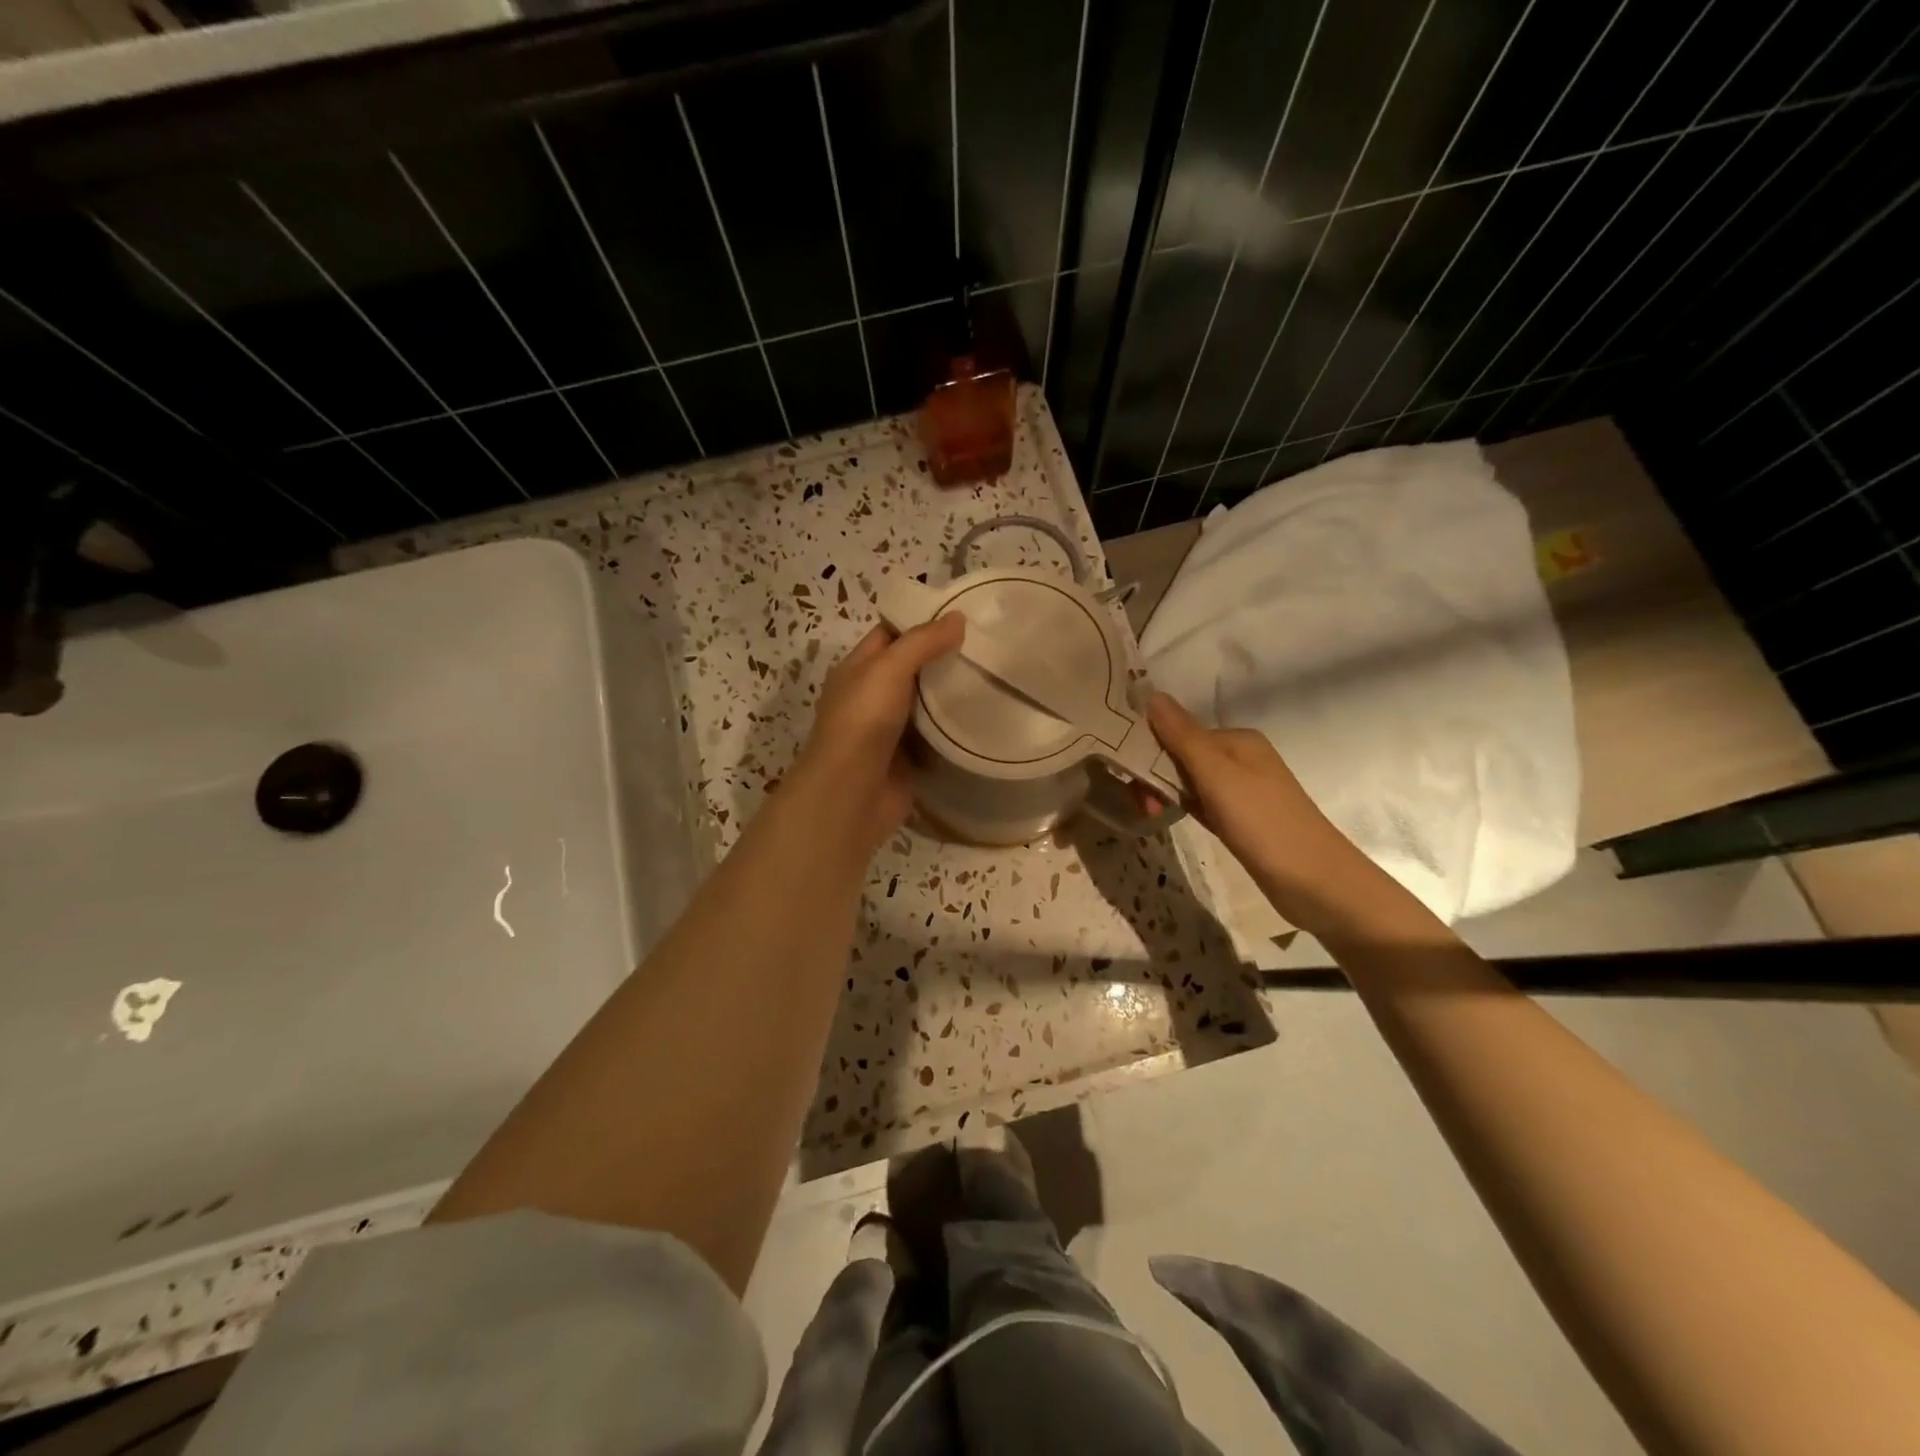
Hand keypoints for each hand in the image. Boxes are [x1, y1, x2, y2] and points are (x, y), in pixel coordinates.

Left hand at [794, 616, 965, 852]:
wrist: (851, 794)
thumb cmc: (863, 722)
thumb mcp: (889, 669)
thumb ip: (922, 642)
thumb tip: (958, 617)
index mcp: (857, 669)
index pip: (890, 634)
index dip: (921, 622)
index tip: (963, 615)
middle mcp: (871, 696)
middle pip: (911, 669)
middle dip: (944, 657)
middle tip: (988, 644)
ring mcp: (890, 730)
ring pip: (926, 703)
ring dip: (954, 693)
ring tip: (995, 674)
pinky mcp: (908, 759)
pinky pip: (936, 737)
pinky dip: (956, 728)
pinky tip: (986, 715)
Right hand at [1146, 691, 1386, 935]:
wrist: (1314, 881)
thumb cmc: (1262, 821)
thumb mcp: (1217, 775)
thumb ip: (1182, 736)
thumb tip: (1151, 694)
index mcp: (1237, 740)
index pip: (1179, 731)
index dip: (1149, 749)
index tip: (1128, 776)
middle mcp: (1240, 758)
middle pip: (1182, 756)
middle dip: (1155, 775)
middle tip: (1143, 807)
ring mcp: (1242, 790)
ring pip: (1189, 782)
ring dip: (1165, 794)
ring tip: (1152, 817)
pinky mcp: (1241, 819)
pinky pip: (1201, 803)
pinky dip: (1183, 808)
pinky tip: (1170, 819)